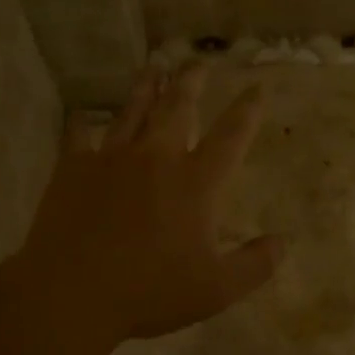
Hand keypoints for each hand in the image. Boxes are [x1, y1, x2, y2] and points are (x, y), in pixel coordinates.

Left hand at [15, 64, 284, 344]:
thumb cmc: (150, 292)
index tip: (256, 87)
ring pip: (133, 111)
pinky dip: (82, 125)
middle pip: (178, 108)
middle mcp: (156, 158)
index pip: (231, 136)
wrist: (72, 291)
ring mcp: (112, 158)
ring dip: (146, 87)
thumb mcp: (216, 289)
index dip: (247, 110)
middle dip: (191, 81)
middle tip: (197, 62)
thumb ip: (255, 265)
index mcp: (195, 183)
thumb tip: (282, 242)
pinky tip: (81, 117)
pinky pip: (79, 136)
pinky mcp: (74, 167)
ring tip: (154, 67)